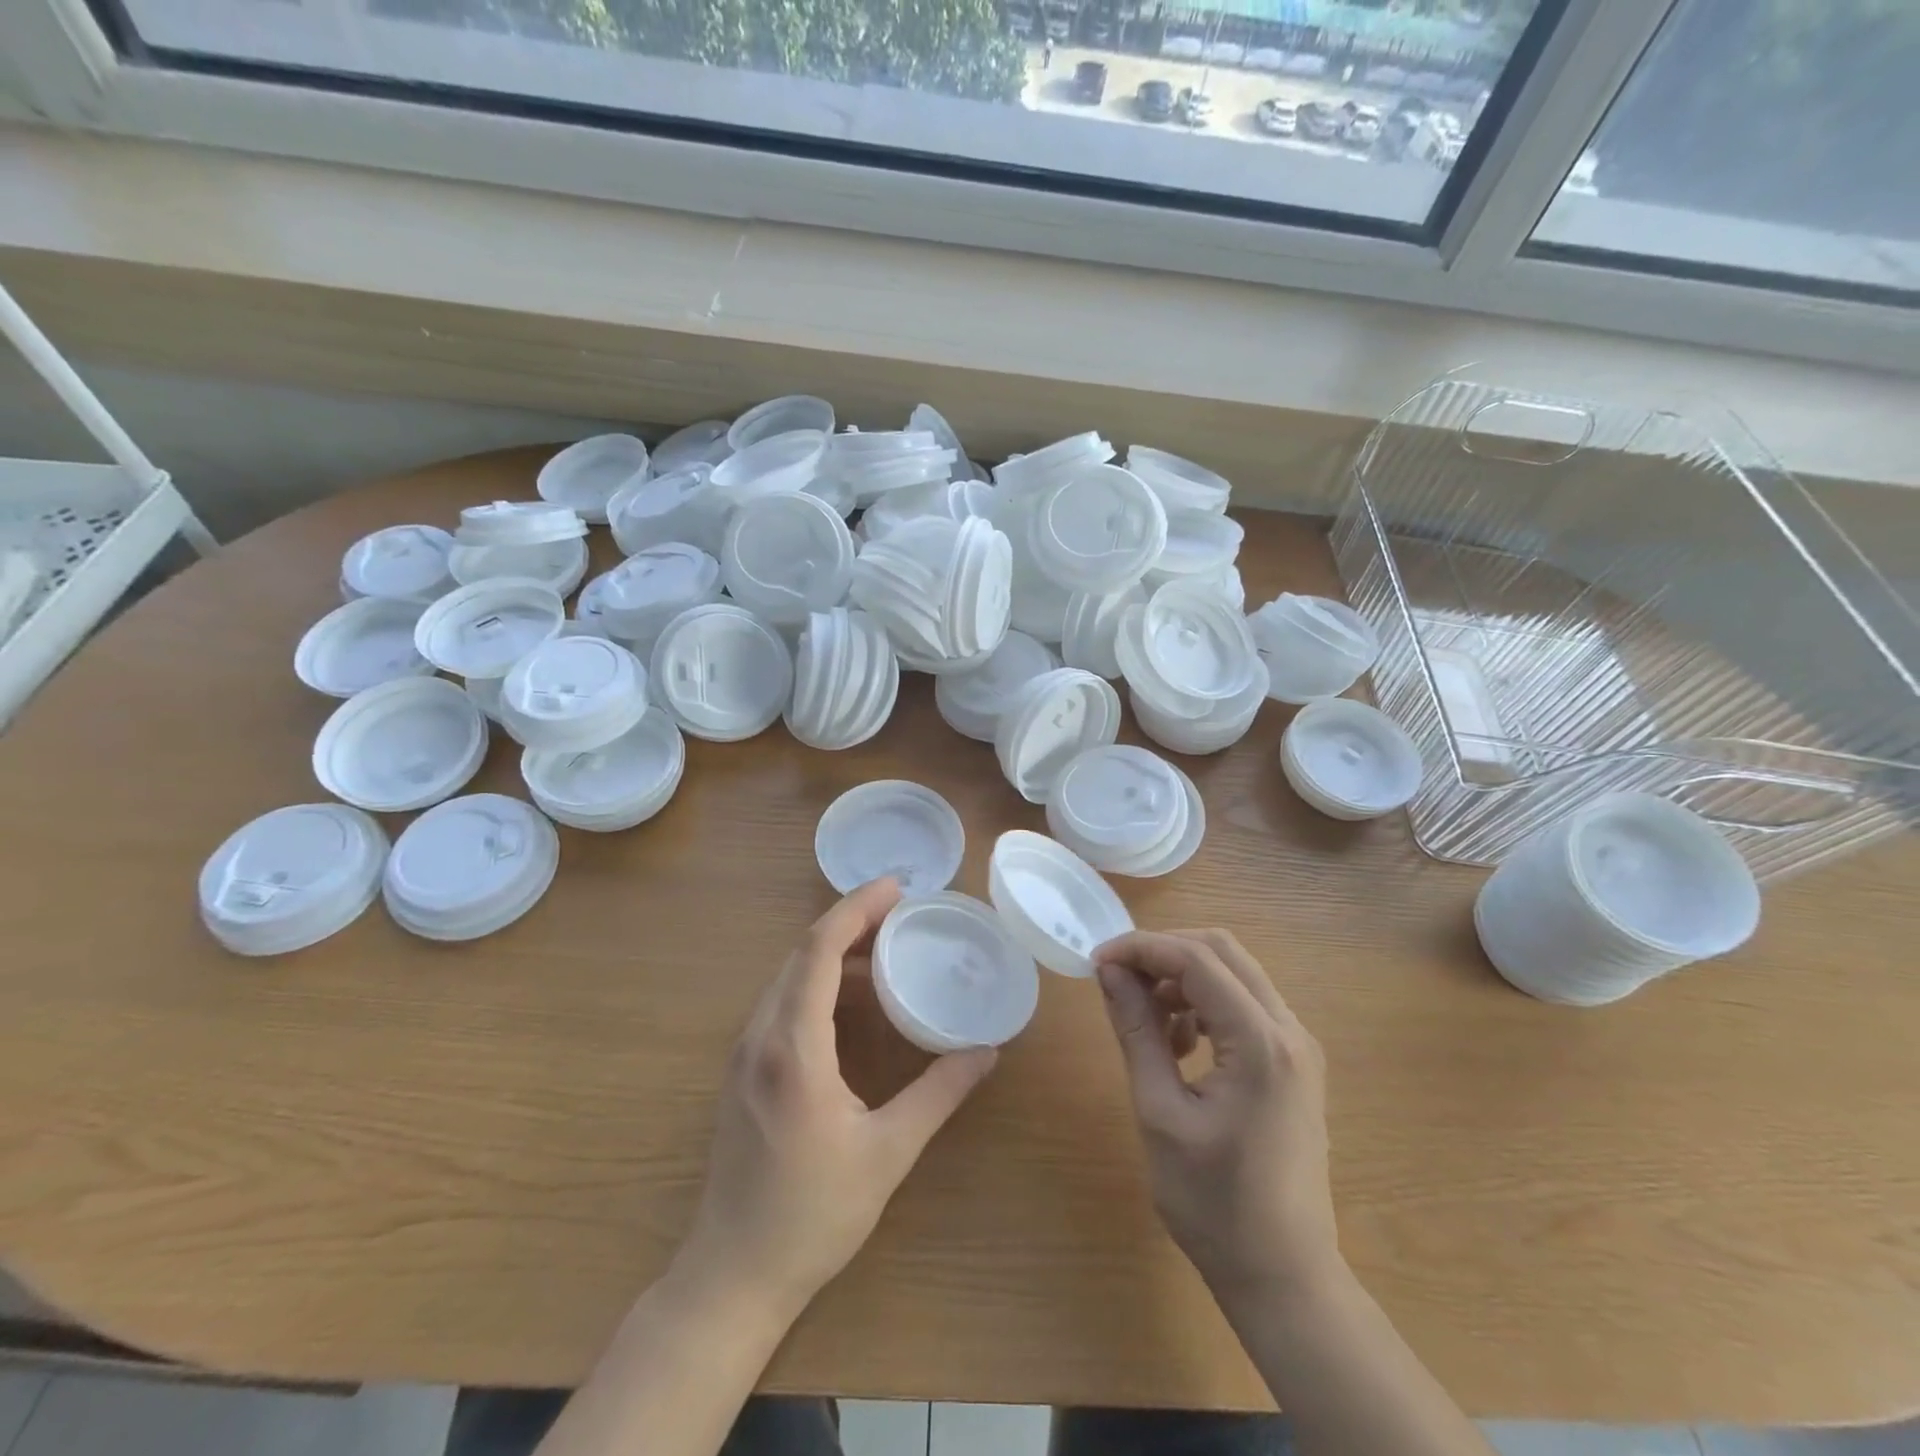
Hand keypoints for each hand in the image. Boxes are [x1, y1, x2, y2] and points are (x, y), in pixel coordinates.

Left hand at [677, 878, 997, 1318]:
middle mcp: (760, 1036)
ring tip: (883, 949)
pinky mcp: (742, 1071)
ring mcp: (744, 1053)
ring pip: (787, 976)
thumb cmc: (812, 1215)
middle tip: (900, 912)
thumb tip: (987, 1052)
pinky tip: (849, 1000)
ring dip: (832, 952)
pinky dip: (816, 982)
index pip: (817, 950)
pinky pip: (780, 1002)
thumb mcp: (887, 1153)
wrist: (731, 1275)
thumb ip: (938, 1094)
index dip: (856, 908)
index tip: (896, 887)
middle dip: (849, 922)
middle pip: (800, 953)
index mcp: (793, 1048)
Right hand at [1094, 930, 1338, 1299]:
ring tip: (1144, 1015)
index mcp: (1261, 1042)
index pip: (1196, 959)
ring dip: (1184, 977)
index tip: (1096, 962)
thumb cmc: (1214, 1204)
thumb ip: (1136, 1031)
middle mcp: (1289, 1030)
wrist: (1284, 1277)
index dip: (1141, 948)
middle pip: (1222, 952)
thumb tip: (1109, 972)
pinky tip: (1177, 1041)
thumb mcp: (1159, 1112)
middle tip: (1117, 976)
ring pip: (1235, 973)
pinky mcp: (1294, 1062)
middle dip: (1163, 952)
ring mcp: (1298, 1045)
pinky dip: (1204, 1003)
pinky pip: (1245, 1005)